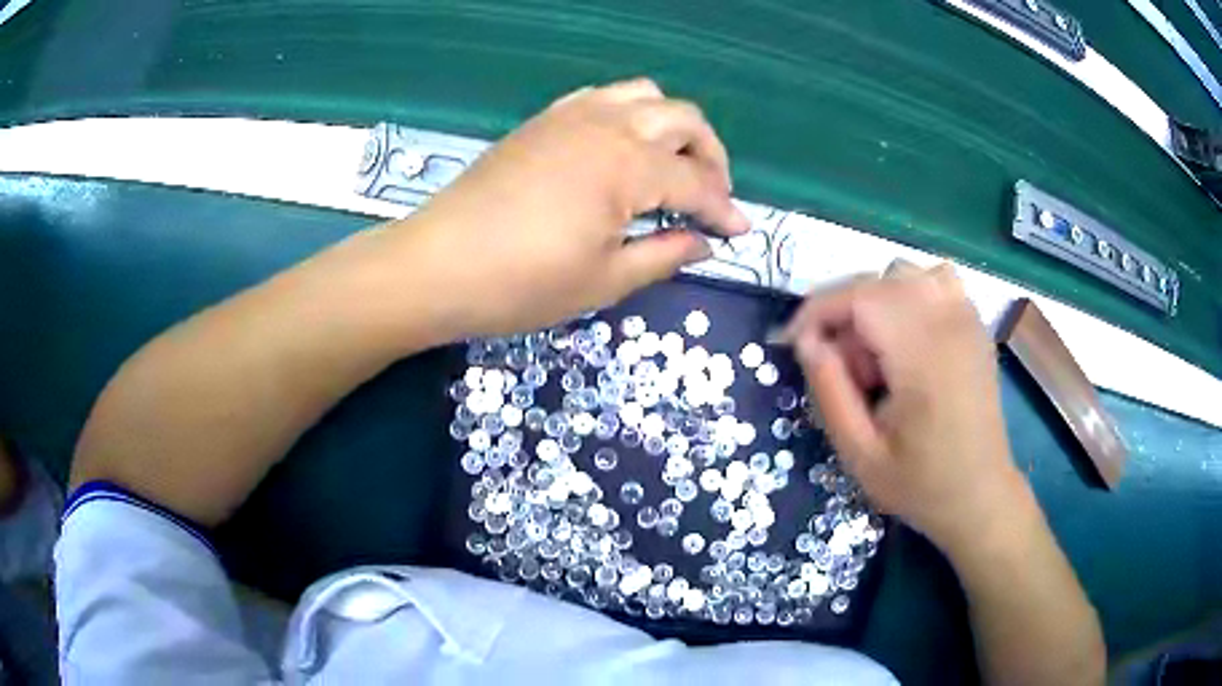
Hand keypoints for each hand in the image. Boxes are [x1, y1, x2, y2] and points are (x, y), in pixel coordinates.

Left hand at [402, 78, 750, 337]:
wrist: (436, 264)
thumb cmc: (521, 284)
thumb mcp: (604, 281)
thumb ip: (665, 255)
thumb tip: (703, 243)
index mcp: (628, 166)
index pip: (697, 183)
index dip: (724, 210)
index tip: (741, 233)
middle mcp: (608, 125)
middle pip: (683, 120)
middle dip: (711, 156)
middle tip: (712, 197)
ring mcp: (572, 115)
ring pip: (645, 96)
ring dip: (673, 126)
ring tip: (672, 166)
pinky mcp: (544, 119)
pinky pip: (602, 97)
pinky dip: (629, 114)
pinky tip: (622, 148)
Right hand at [785, 261, 1027, 555]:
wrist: (981, 495)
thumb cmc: (920, 484)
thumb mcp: (860, 455)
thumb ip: (829, 393)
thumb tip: (806, 341)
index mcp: (923, 357)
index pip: (860, 297)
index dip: (818, 311)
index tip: (792, 344)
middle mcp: (949, 323)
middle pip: (878, 282)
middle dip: (845, 316)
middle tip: (843, 372)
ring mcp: (968, 318)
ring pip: (905, 274)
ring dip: (876, 304)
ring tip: (877, 357)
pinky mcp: (975, 322)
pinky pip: (933, 281)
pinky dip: (907, 297)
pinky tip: (906, 340)